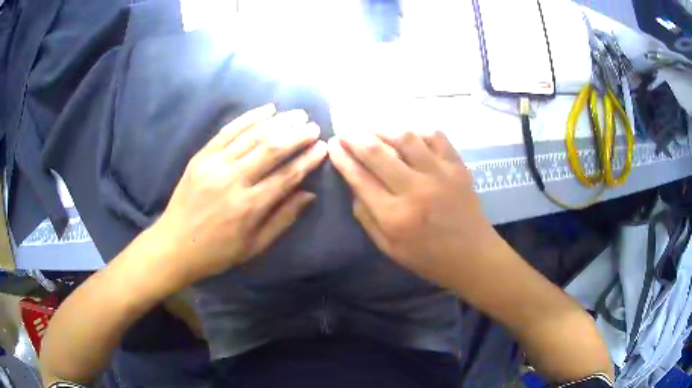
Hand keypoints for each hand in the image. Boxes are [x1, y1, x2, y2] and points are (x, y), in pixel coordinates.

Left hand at [153, 104, 326, 284]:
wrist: (174, 245)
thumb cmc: (217, 251)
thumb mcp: (254, 246)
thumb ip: (282, 219)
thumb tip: (309, 195)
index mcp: (249, 207)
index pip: (287, 175)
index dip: (308, 160)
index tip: (323, 147)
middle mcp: (233, 180)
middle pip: (272, 149)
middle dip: (297, 135)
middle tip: (313, 126)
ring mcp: (214, 165)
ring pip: (252, 136)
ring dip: (278, 122)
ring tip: (297, 114)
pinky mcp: (201, 157)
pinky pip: (228, 131)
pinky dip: (248, 118)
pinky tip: (266, 109)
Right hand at [328, 130, 497, 289]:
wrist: (472, 256)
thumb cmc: (428, 257)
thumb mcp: (388, 247)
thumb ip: (366, 216)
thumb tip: (354, 184)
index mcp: (394, 216)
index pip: (359, 178)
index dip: (342, 158)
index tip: (332, 146)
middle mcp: (415, 190)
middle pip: (377, 152)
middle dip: (354, 137)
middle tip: (344, 131)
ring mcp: (440, 174)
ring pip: (405, 137)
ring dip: (383, 129)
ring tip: (372, 129)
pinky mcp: (458, 167)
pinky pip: (435, 136)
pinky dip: (418, 131)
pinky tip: (408, 134)